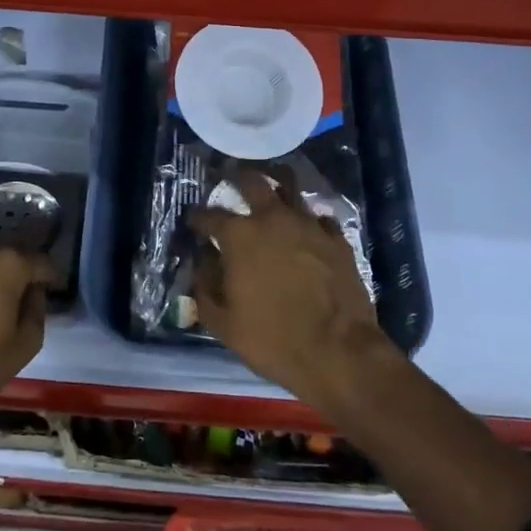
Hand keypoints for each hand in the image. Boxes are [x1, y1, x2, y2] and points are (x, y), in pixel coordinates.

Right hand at [189, 168, 393, 407]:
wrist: (338, 352)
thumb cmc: (272, 339)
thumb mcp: (223, 322)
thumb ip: (204, 286)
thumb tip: (202, 262)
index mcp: (239, 236)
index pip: (209, 215)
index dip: (197, 217)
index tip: (192, 220)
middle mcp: (272, 218)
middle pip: (253, 181)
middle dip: (238, 178)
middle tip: (232, 180)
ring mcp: (308, 225)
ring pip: (291, 188)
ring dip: (277, 188)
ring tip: (271, 193)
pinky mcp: (337, 238)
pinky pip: (319, 218)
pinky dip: (309, 220)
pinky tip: (307, 230)